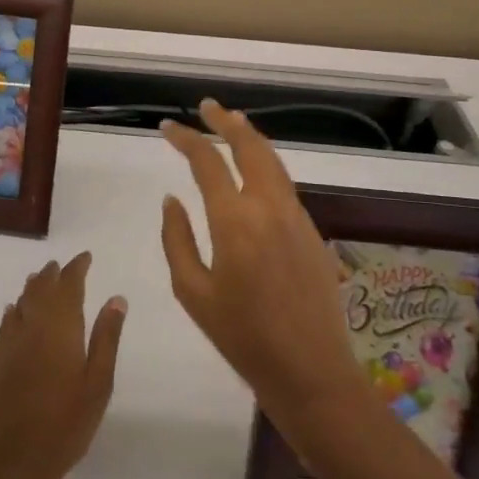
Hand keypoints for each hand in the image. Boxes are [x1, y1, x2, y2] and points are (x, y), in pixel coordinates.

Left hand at [0, 253, 126, 478]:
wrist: (16, 461)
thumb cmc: (67, 423)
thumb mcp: (99, 382)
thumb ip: (107, 337)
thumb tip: (116, 298)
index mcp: (60, 328)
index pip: (68, 285)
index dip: (76, 268)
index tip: (85, 257)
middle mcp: (32, 327)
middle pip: (41, 289)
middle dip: (53, 274)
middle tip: (63, 266)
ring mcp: (10, 345)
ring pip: (21, 304)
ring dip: (32, 288)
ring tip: (41, 279)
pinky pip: (5, 325)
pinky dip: (13, 312)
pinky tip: (14, 312)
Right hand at [159, 100, 362, 424]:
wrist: (310, 371)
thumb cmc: (242, 337)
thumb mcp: (192, 291)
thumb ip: (176, 238)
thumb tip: (172, 199)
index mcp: (234, 221)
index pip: (207, 162)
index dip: (185, 139)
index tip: (166, 128)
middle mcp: (268, 207)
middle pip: (249, 146)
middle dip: (225, 121)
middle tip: (207, 107)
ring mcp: (296, 216)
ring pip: (273, 161)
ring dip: (250, 137)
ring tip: (231, 123)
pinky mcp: (312, 230)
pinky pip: (285, 184)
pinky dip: (266, 163)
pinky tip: (255, 169)